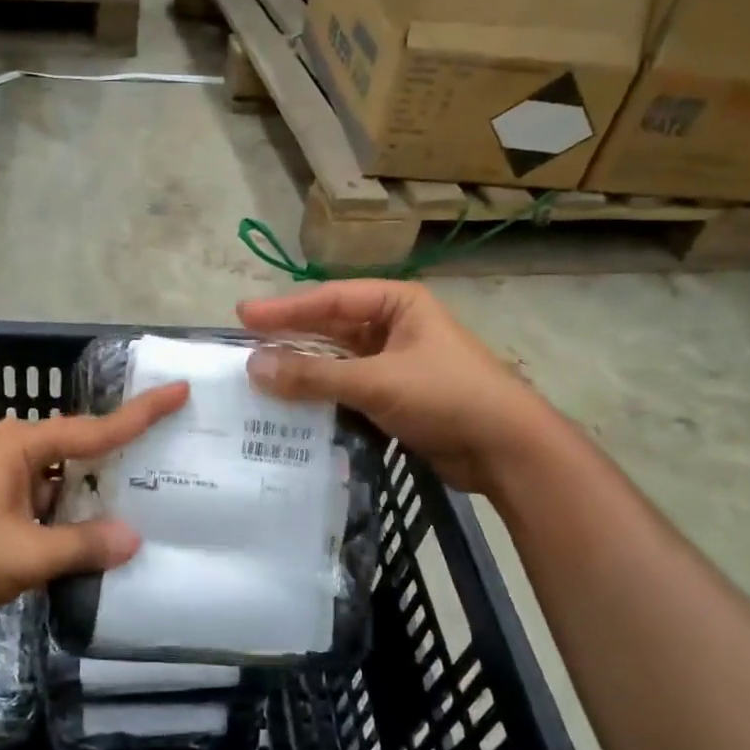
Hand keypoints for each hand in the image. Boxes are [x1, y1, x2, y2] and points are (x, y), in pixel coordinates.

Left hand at [0, 382, 188, 632]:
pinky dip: (65, 518)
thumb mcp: (26, 554)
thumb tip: (132, 539)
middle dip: (120, 462)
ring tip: (142, 509)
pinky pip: (41, 502)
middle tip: (171, 464)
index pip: (98, 427)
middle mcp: (14, 450)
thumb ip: (82, 547)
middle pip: (81, 451)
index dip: (143, 413)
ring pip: (61, 482)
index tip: (180, 390)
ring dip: (90, 499)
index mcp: (24, 445)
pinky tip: (90, 540)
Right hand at [238, 281, 542, 493]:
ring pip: (337, 360)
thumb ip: (314, 376)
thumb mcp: (377, 381)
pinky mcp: (395, 397)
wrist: (506, 450)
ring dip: (303, 368)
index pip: (331, 299)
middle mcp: (395, 327)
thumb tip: (252, 367)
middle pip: (331, 327)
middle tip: (245, 344)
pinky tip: (290, 403)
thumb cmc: (447, 396)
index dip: (285, 308)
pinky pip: (347, 388)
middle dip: (290, 337)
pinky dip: (320, 394)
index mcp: (398, 304)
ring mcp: (395, 363)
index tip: (243, 317)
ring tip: (259, 375)